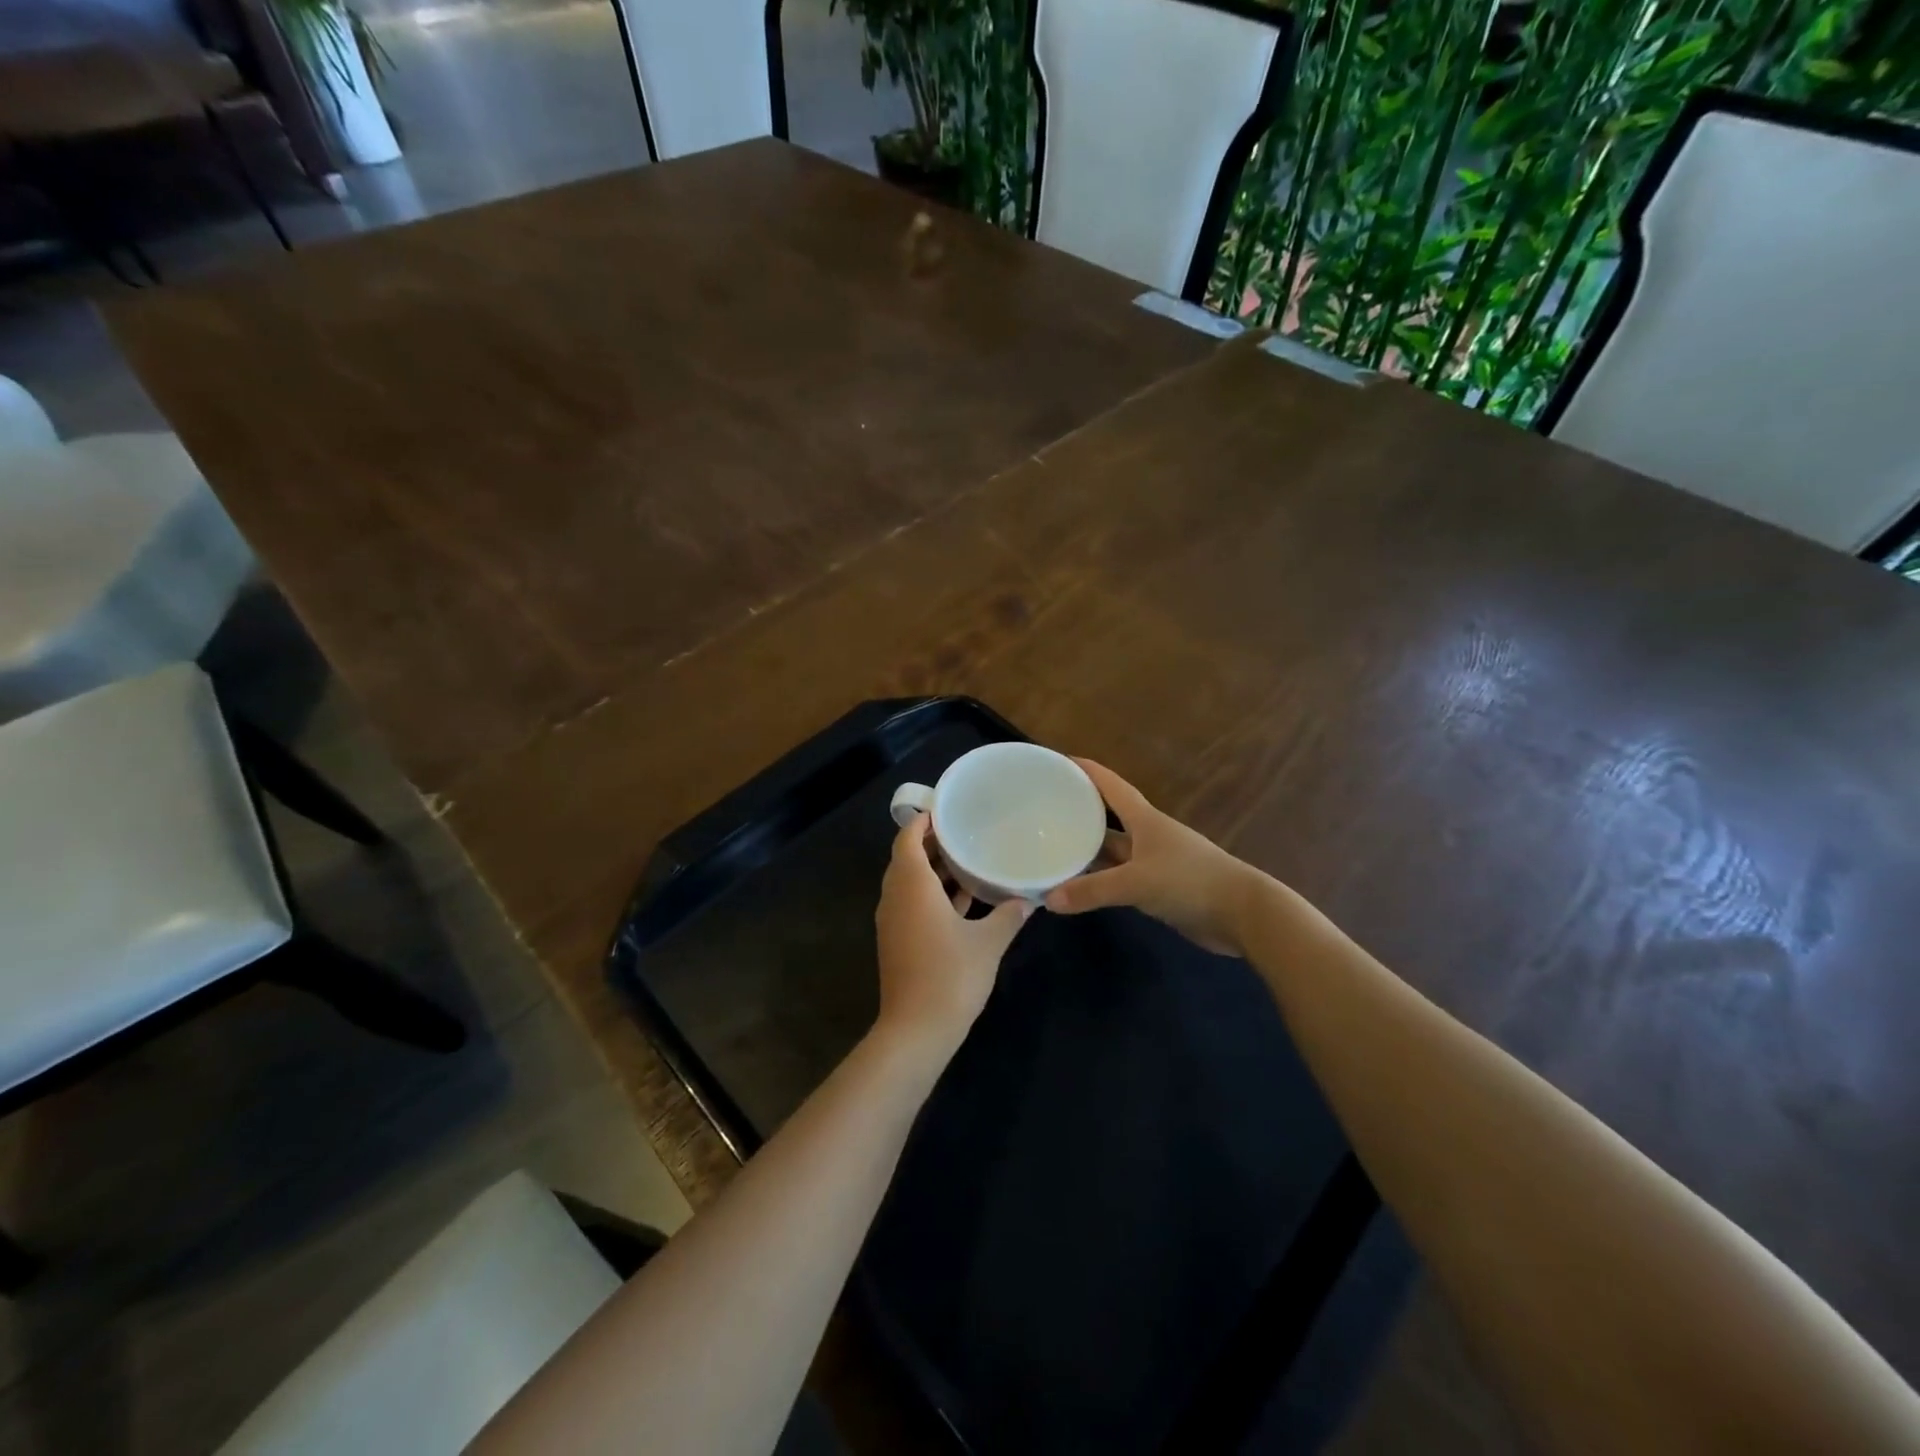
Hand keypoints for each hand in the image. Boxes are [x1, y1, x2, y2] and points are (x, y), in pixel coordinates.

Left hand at [875, 812, 1031, 1053]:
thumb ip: (1009, 915)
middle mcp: (895, 897)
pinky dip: (932, 894)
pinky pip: (912, 904)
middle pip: (907, 858)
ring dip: (933, 871)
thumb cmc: (951, 976)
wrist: (916, 1030)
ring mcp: (893, 921)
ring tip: (968, 860)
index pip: (907, 839)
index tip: (947, 810)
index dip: (922, 821)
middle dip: (932, 844)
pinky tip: (964, 900)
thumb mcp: (988, 942)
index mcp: (912, 885)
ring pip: (909, 883)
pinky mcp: (897, 941)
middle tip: (964, 831)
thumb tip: (1029, 898)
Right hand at [1044, 759, 1265, 956]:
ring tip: (1050, 849)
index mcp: (1144, 819)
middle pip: (1107, 817)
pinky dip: (1098, 880)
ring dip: (1086, 850)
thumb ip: (1092, 890)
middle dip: (1078, 811)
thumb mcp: (1136, 883)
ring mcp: (1153, 861)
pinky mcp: (1158, 887)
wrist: (1242, 914)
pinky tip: (1078, 886)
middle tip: (1042, 809)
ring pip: (1111, 850)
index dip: (1086, 770)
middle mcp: (1147, 835)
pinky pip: (1119, 878)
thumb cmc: (1190, 881)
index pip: (1110, 785)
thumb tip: (1048, 898)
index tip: (1058, 760)